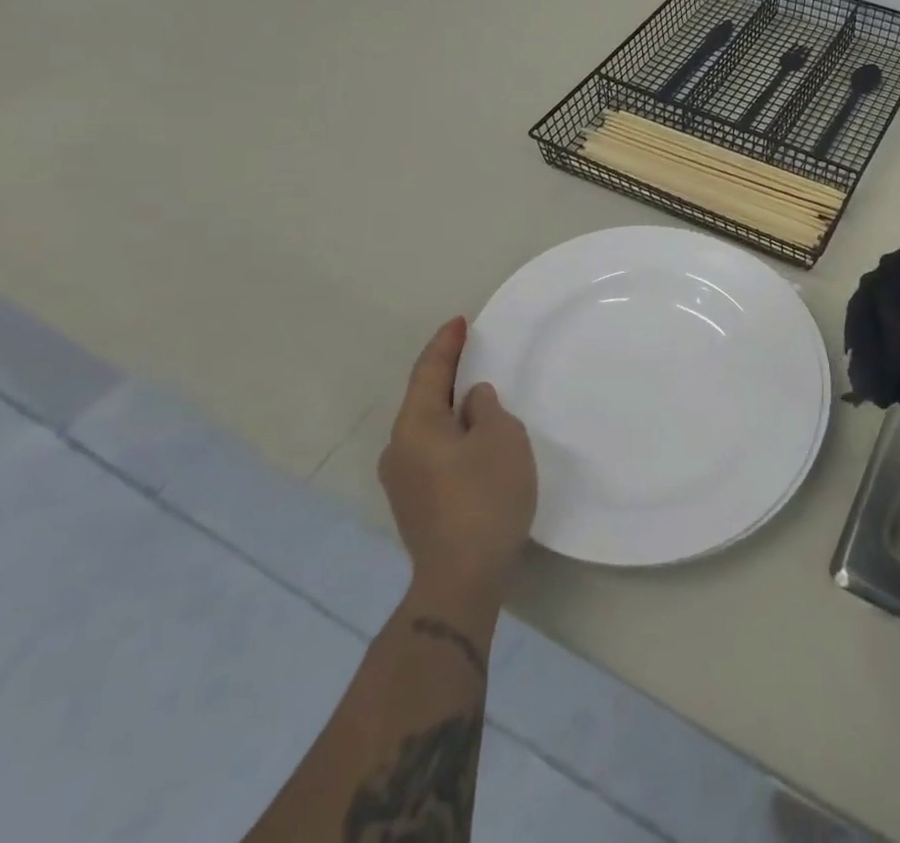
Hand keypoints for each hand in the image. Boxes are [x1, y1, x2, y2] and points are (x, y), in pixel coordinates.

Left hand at [379, 317, 536, 592]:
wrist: (461, 578)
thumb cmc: (484, 495)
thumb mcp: (500, 437)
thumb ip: (486, 408)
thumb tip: (471, 401)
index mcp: (415, 426)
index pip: (429, 371)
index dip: (445, 344)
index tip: (459, 321)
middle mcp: (399, 449)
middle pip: (424, 400)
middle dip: (448, 377)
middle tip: (472, 355)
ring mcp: (403, 482)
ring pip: (430, 429)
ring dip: (452, 410)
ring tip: (480, 399)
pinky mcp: (416, 505)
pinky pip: (434, 453)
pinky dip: (453, 437)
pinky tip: (475, 443)